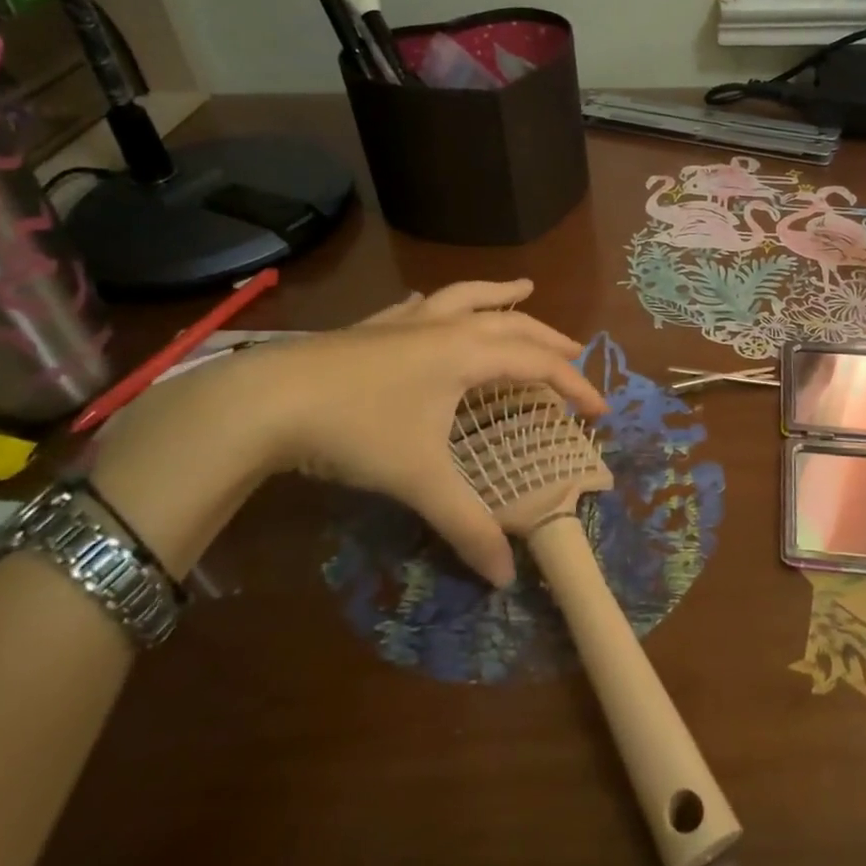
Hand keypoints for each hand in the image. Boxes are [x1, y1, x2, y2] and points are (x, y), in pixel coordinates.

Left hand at [267, 280, 604, 586]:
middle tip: (576, 348)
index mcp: (465, 354)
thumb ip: (466, 524)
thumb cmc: (355, 429)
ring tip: (523, 288)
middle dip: (548, 337)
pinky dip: (440, 303)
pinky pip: (418, 305)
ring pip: (465, 297)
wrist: (265, 400)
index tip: (600, 410)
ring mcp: (403, 323)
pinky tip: (430, 303)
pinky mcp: (370, 328)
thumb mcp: (418, 478)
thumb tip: (505, 578)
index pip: (537, 363)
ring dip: (499, 294)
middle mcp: (443, 328)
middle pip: (511, 323)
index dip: (574, 384)